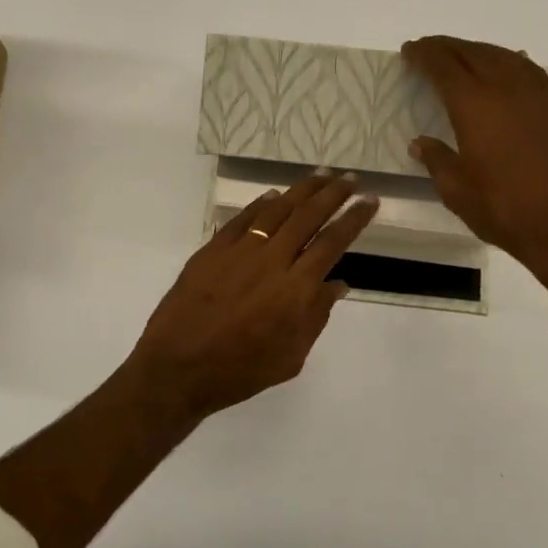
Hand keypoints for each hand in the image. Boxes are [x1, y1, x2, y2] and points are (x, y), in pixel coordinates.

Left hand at [125, 172, 378, 422]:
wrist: (177, 368)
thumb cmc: (240, 372)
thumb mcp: (291, 357)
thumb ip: (316, 317)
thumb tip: (337, 284)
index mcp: (296, 289)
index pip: (332, 243)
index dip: (354, 219)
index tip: (370, 201)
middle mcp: (271, 260)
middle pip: (308, 217)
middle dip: (333, 194)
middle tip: (350, 178)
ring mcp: (239, 251)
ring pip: (276, 210)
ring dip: (301, 190)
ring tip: (320, 175)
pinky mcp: (212, 251)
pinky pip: (241, 219)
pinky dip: (260, 204)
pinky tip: (273, 195)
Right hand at [402, 36, 547, 299]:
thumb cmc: (503, 209)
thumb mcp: (456, 190)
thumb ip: (436, 160)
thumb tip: (421, 143)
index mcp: (474, 105)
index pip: (443, 66)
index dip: (423, 55)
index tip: (409, 51)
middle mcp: (505, 87)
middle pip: (472, 52)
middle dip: (446, 47)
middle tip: (427, 50)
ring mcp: (535, 93)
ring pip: (501, 55)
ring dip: (476, 50)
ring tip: (459, 57)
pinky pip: (525, 68)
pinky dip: (505, 60)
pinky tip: (502, 68)